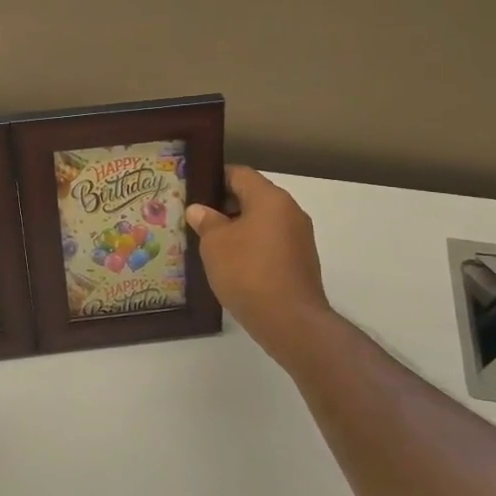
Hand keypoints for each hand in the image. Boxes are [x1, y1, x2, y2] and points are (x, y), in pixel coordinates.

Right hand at [187, 166, 329, 354]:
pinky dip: (253, 247)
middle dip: (225, 206)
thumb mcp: (215, 244)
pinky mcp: (301, 262)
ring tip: (211, 244)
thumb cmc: (248, 272)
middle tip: (197, 219)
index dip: (215, 178)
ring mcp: (300, 238)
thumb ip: (206, 221)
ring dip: (239, 228)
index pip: (240, 174)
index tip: (194, 190)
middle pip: (253, 197)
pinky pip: (272, 243)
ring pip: (263, 222)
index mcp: (270, 198)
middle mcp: (290, 211)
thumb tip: (199, 210)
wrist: (290, 320)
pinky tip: (233, 265)